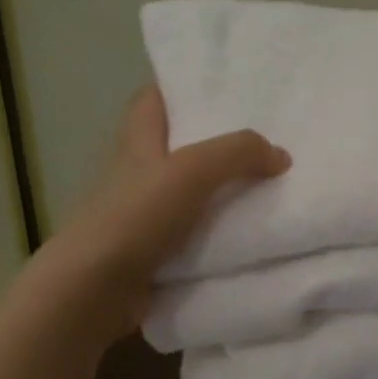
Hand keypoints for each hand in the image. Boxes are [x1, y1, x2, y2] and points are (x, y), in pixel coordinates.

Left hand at [32, 87, 288, 342]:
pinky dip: (220, 235)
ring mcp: (145, 216)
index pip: (154, 99)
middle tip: (266, 141)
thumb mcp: (191, 171)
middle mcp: (138, 173)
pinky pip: (195, 236)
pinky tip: (253, 236)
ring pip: (191, 194)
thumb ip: (238, 154)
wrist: (96, 290)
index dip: (182, 88)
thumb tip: (281, 156)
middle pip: (179, 147)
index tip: (224, 89)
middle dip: (217, 143)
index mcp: (137, 141)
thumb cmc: (136, 217)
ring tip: (272, 187)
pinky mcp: (154, 253)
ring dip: (224, 193)